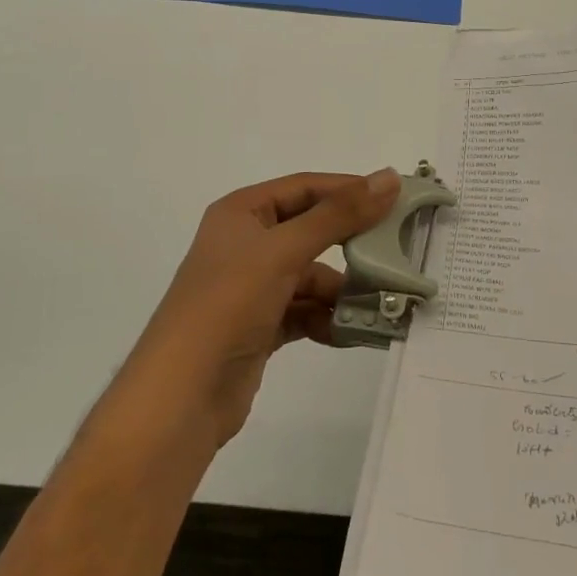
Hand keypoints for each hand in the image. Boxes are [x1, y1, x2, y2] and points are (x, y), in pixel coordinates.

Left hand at [119, 169, 400, 453]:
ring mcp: (252, 286)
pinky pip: (304, 310)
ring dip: (341, 290)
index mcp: (242, 212)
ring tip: (378, 303)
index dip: (349, 189)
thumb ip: (338, 215)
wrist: (181, 399)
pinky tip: (351, 332)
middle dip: (350, 244)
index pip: (305, 187)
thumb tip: (389, 176)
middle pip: (311, 231)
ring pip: (311, 275)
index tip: (395, 199)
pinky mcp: (259, 325)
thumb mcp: (284, 251)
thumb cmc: (228, 305)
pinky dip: (326, 319)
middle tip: (395, 252)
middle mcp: (246, 243)